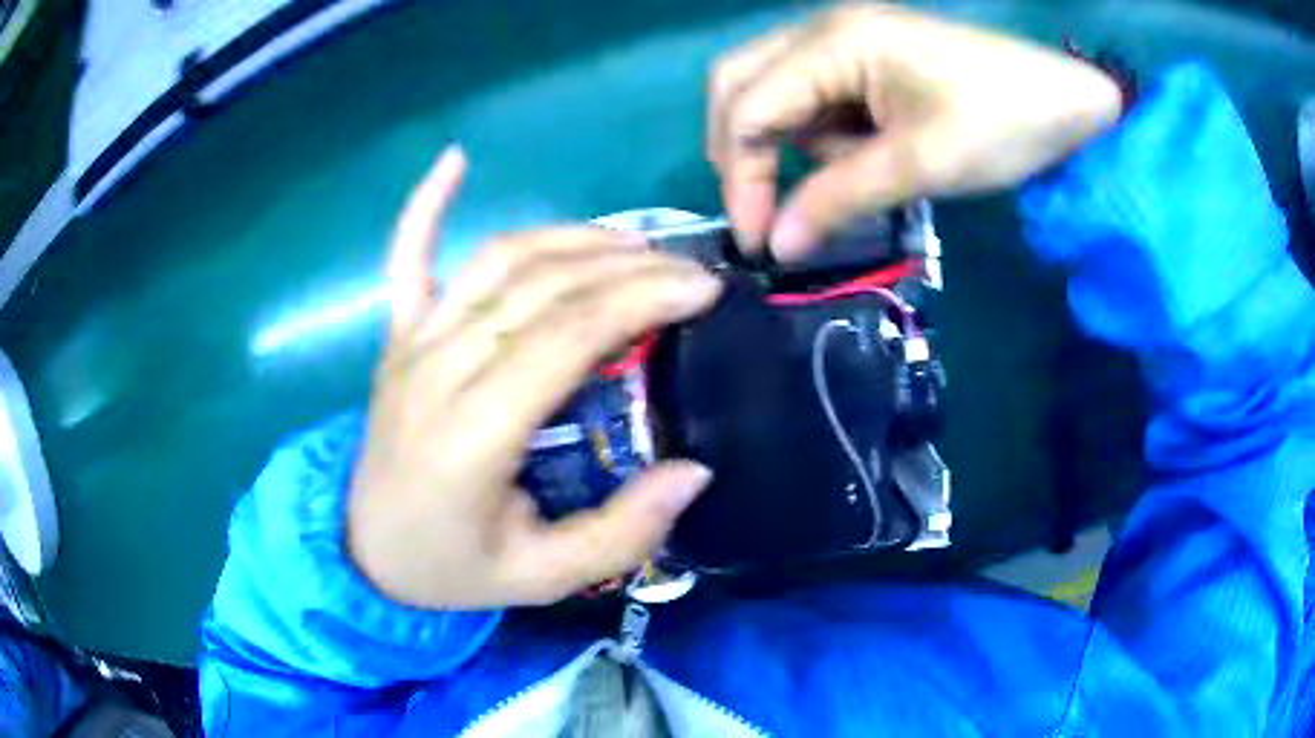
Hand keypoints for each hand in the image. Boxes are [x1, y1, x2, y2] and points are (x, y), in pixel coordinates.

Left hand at [348, 147, 720, 608]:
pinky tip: (455, 159)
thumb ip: (619, 534)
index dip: (641, 298)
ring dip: (572, 238)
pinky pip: (408, 257)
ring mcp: (410, 345)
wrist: (367, 553)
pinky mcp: (396, 337)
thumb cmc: (452, 567)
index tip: (704, 289)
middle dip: (627, 266)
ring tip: (634, 245)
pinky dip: (427, 204)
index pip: (565, 335)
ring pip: (496, 260)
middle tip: (690, 270)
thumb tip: (694, 472)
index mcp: (471, 433)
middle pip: (540, 286)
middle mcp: (436, 370)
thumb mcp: (542, 579)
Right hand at [708, 3, 1122, 257]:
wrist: (1069, 102)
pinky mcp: (867, 59)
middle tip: (770, 209)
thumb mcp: (921, 164)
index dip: (742, 178)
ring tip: (859, 173)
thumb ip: (839, 199)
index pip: (750, 108)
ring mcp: (844, 40)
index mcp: (833, 41)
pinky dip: (826, 136)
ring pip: (776, 94)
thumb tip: (776, 247)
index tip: (758, 243)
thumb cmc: (1003, 122)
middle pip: (741, 86)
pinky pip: (816, 98)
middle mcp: (823, 29)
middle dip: (745, 153)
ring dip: (793, 144)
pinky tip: (871, 153)